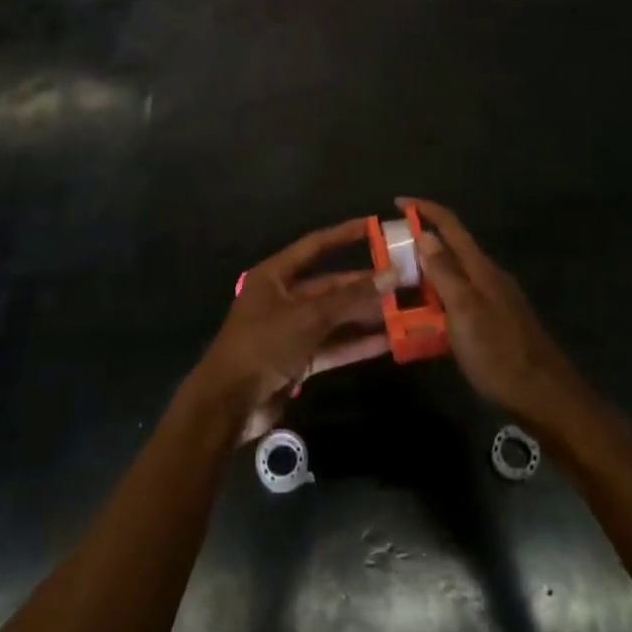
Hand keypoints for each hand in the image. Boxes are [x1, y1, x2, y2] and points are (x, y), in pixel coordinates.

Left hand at [191, 220, 390, 444]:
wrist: (228, 404)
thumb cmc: (263, 345)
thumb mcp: (308, 317)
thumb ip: (350, 298)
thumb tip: (391, 275)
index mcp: (275, 276)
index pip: (315, 246)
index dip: (344, 235)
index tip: (375, 227)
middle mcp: (283, 297)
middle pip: (329, 285)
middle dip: (363, 284)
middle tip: (401, 280)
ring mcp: (291, 330)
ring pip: (334, 317)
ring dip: (364, 316)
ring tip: (402, 310)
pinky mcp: (298, 360)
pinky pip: (332, 346)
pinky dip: (356, 344)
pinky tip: (387, 342)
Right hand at [400, 198, 576, 424]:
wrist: (545, 397)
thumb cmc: (500, 353)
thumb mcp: (464, 311)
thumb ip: (444, 272)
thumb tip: (425, 234)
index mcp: (480, 268)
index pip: (450, 225)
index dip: (425, 209)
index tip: (397, 203)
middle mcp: (487, 277)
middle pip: (451, 248)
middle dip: (420, 244)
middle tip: (388, 254)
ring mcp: (493, 300)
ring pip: (454, 276)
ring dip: (427, 274)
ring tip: (398, 287)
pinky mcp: (494, 322)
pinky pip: (459, 300)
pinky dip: (438, 301)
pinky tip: (424, 321)